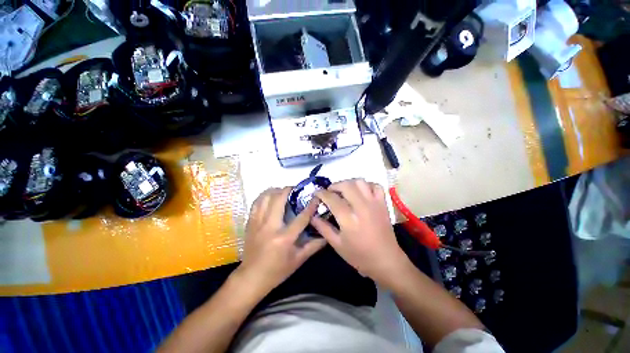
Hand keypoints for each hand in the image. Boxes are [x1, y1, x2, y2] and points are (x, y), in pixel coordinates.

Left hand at [237, 187, 326, 296]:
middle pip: (278, 200)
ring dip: (275, 191)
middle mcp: (270, 227)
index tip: (316, 196)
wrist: (251, 278)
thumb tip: (326, 236)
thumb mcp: (298, 260)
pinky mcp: (250, 223)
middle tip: (295, 188)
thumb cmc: (277, 271)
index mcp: (284, 238)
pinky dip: (263, 196)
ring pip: (265, 198)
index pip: (301, 217)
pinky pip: (256, 204)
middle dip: (288, 190)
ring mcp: (257, 223)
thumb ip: (313, 246)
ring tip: (282, 191)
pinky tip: (269, 196)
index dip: (310, 205)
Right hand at [311, 179, 409, 283]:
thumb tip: (312, 216)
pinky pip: (376, 186)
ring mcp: (374, 203)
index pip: (332, 198)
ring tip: (344, 190)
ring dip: (349, 183)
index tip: (316, 193)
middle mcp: (361, 207)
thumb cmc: (359, 256)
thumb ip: (323, 228)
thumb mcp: (337, 245)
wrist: (386, 261)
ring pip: (360, 182)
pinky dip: (367, 185)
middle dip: (334, 185)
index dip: (321, 193)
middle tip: (330, 192)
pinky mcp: (383, 204)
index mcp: (348, 218)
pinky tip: (361, 191)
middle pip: (346, 185)